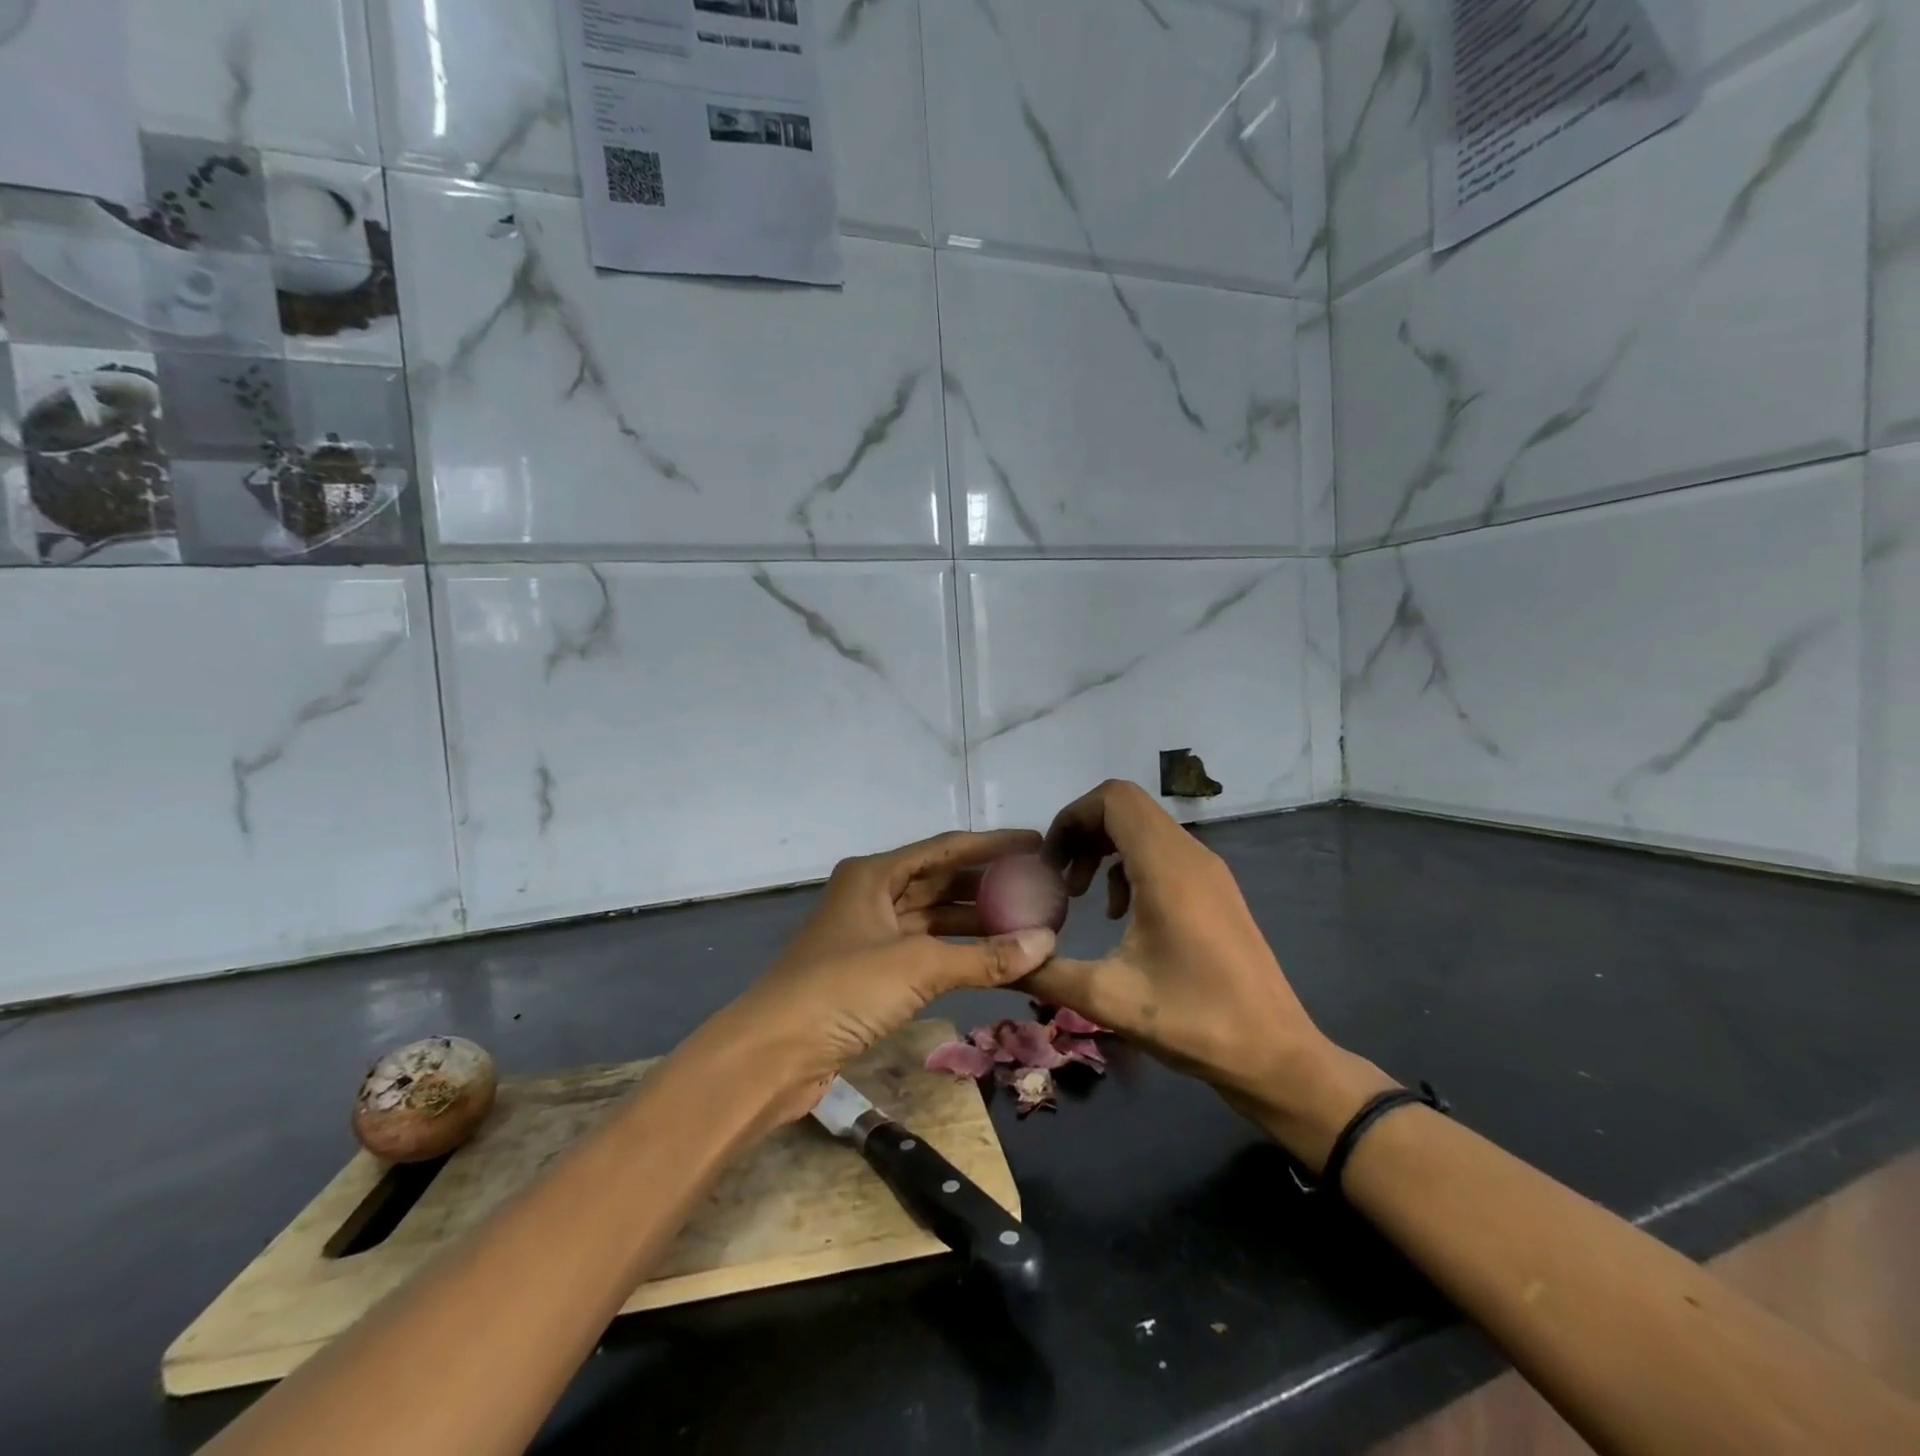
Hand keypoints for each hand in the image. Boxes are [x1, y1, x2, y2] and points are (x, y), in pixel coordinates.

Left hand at [700, 829, 1058, 1127]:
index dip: (993, 845)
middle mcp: (872, 895)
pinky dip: (958, 953)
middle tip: (1040, 886)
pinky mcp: (871, 972)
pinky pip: (926, 950)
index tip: (1037, 844)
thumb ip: (984, 956)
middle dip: (988, 883)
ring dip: (976, 922)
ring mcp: (870, 934)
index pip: (946, 848)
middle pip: (941, 880)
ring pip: (934, 917)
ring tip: (1028, 922)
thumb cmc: (842, 989)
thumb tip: (1047, 943)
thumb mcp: (917, 966)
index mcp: (874, 874)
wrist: (772, 1052)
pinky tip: (994, 959)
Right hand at [1019, 781, 1392, 1165]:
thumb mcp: (1107, 1000)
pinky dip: (1130, 865)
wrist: (1275, 1055)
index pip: (1113, 798)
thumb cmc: (1194, 1022)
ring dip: (1105, 848)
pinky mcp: (1216, 890)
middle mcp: (1191, 855)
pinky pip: (1163, 852)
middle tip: (1058, 877)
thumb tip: (997, 961)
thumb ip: (1044, 973)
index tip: (1048, 861)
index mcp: (1166, 868)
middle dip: (1082, 832)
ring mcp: (1209, 870)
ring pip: (1145, 828)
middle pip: (1126, 808)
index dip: (1072, 817)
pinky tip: (1121, 914)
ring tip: (1082, 895)